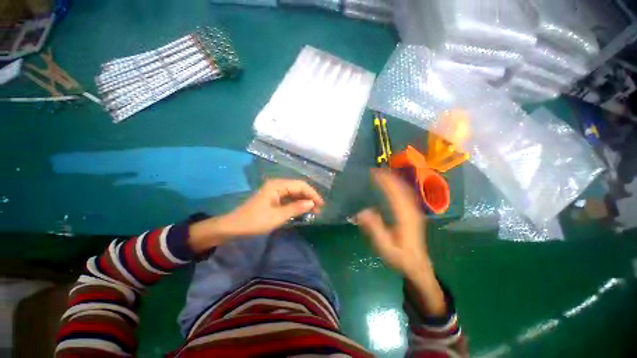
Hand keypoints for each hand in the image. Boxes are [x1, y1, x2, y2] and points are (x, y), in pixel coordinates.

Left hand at [189, 179, 323, 252]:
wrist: (234, 227)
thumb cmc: (255, 221)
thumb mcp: (277, 216)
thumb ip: (296, 208)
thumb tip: (312, 203)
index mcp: (277, 185)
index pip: (300, 185)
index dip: (312, 194)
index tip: (321, 204)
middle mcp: (277, 185)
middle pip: (298, 187)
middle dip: (309, 197)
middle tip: (319, 209)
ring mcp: (275, 191)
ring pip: (294, 193)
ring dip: (304, 201)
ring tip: (313, 210)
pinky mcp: (273, 198)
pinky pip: (289, 198)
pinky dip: (297, 204)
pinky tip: (302, 210)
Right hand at [355, 170, 445, 315]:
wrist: (418, 266)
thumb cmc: (400, 257)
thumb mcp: (385, 246)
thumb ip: (374, 229)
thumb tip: (362, 211)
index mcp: (404, 216)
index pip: (395, 193)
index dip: (385, 181)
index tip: (374, 172)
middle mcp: (411, 210)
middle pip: (401, 188)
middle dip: (389, 177)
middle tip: (375, 170)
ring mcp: (414, 211)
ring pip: (406, 189)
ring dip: (395, 180)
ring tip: (382, 173)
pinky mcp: (414, 213)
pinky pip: (407, 194)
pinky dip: (399, 186)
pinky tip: (393, 185)